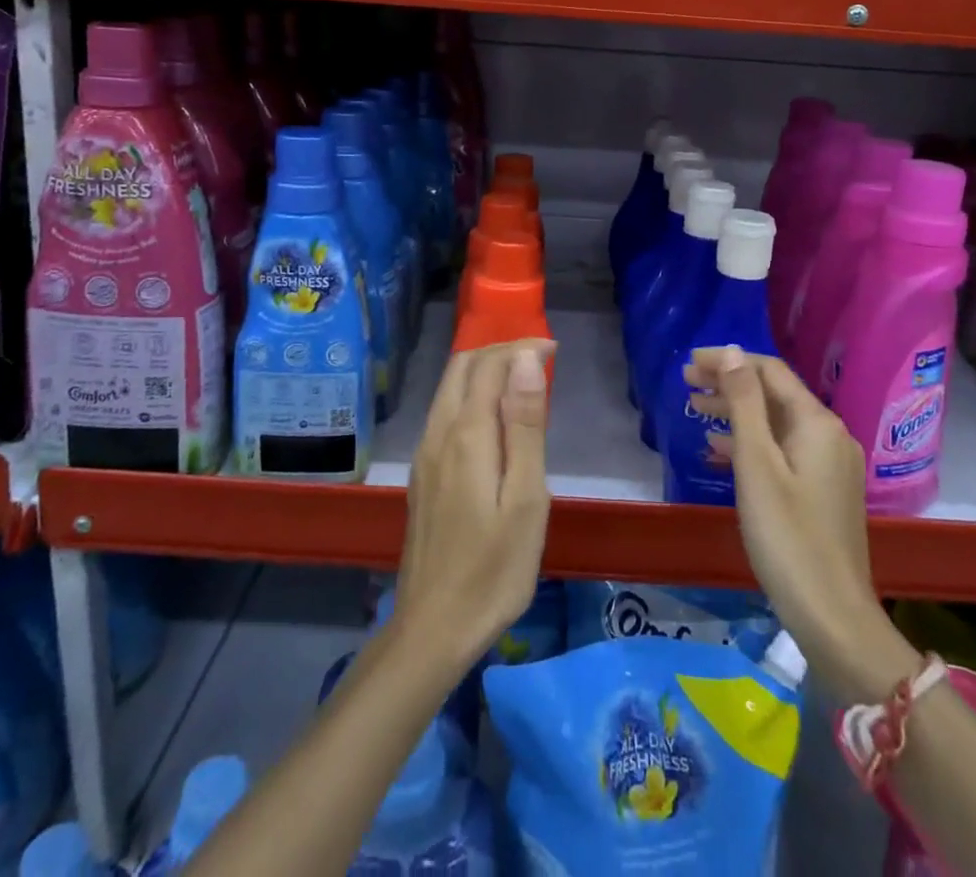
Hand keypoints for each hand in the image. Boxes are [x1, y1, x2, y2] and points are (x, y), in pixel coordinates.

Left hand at [395, 340, 554, 666]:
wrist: (433, 628)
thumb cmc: (494, 567)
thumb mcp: (525, 498)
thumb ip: (525, 425)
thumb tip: (525, 360)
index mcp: (466, 434)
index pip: (489, 364)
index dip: (521, 347)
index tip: (554, 349)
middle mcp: (438, 433)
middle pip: (462, 368)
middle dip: (499, 350)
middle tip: (539, 359)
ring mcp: (424, 454)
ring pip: (449, 388)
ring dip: (484, 370)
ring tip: (523, 382)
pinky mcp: (422, 474)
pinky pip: (445, 412)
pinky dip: (472, 395)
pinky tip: (495, 420)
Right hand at [686, 346, 917, 700]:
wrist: (833, 618)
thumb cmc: (787, 536)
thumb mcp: (757, 465)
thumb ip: (744, 404)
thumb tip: (733, 352)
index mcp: (817, 423)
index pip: (769, 371)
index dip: (728, 361)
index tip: (689, 363)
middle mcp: (829, 435)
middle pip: (773, 394)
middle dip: (729, 384)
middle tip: (686, 383)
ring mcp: (829, 465)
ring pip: (775, 423)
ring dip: (736, 412)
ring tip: (695, 409)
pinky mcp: (822, 491)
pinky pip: (782, 450)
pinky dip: (750, 443)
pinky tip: (720, 450)